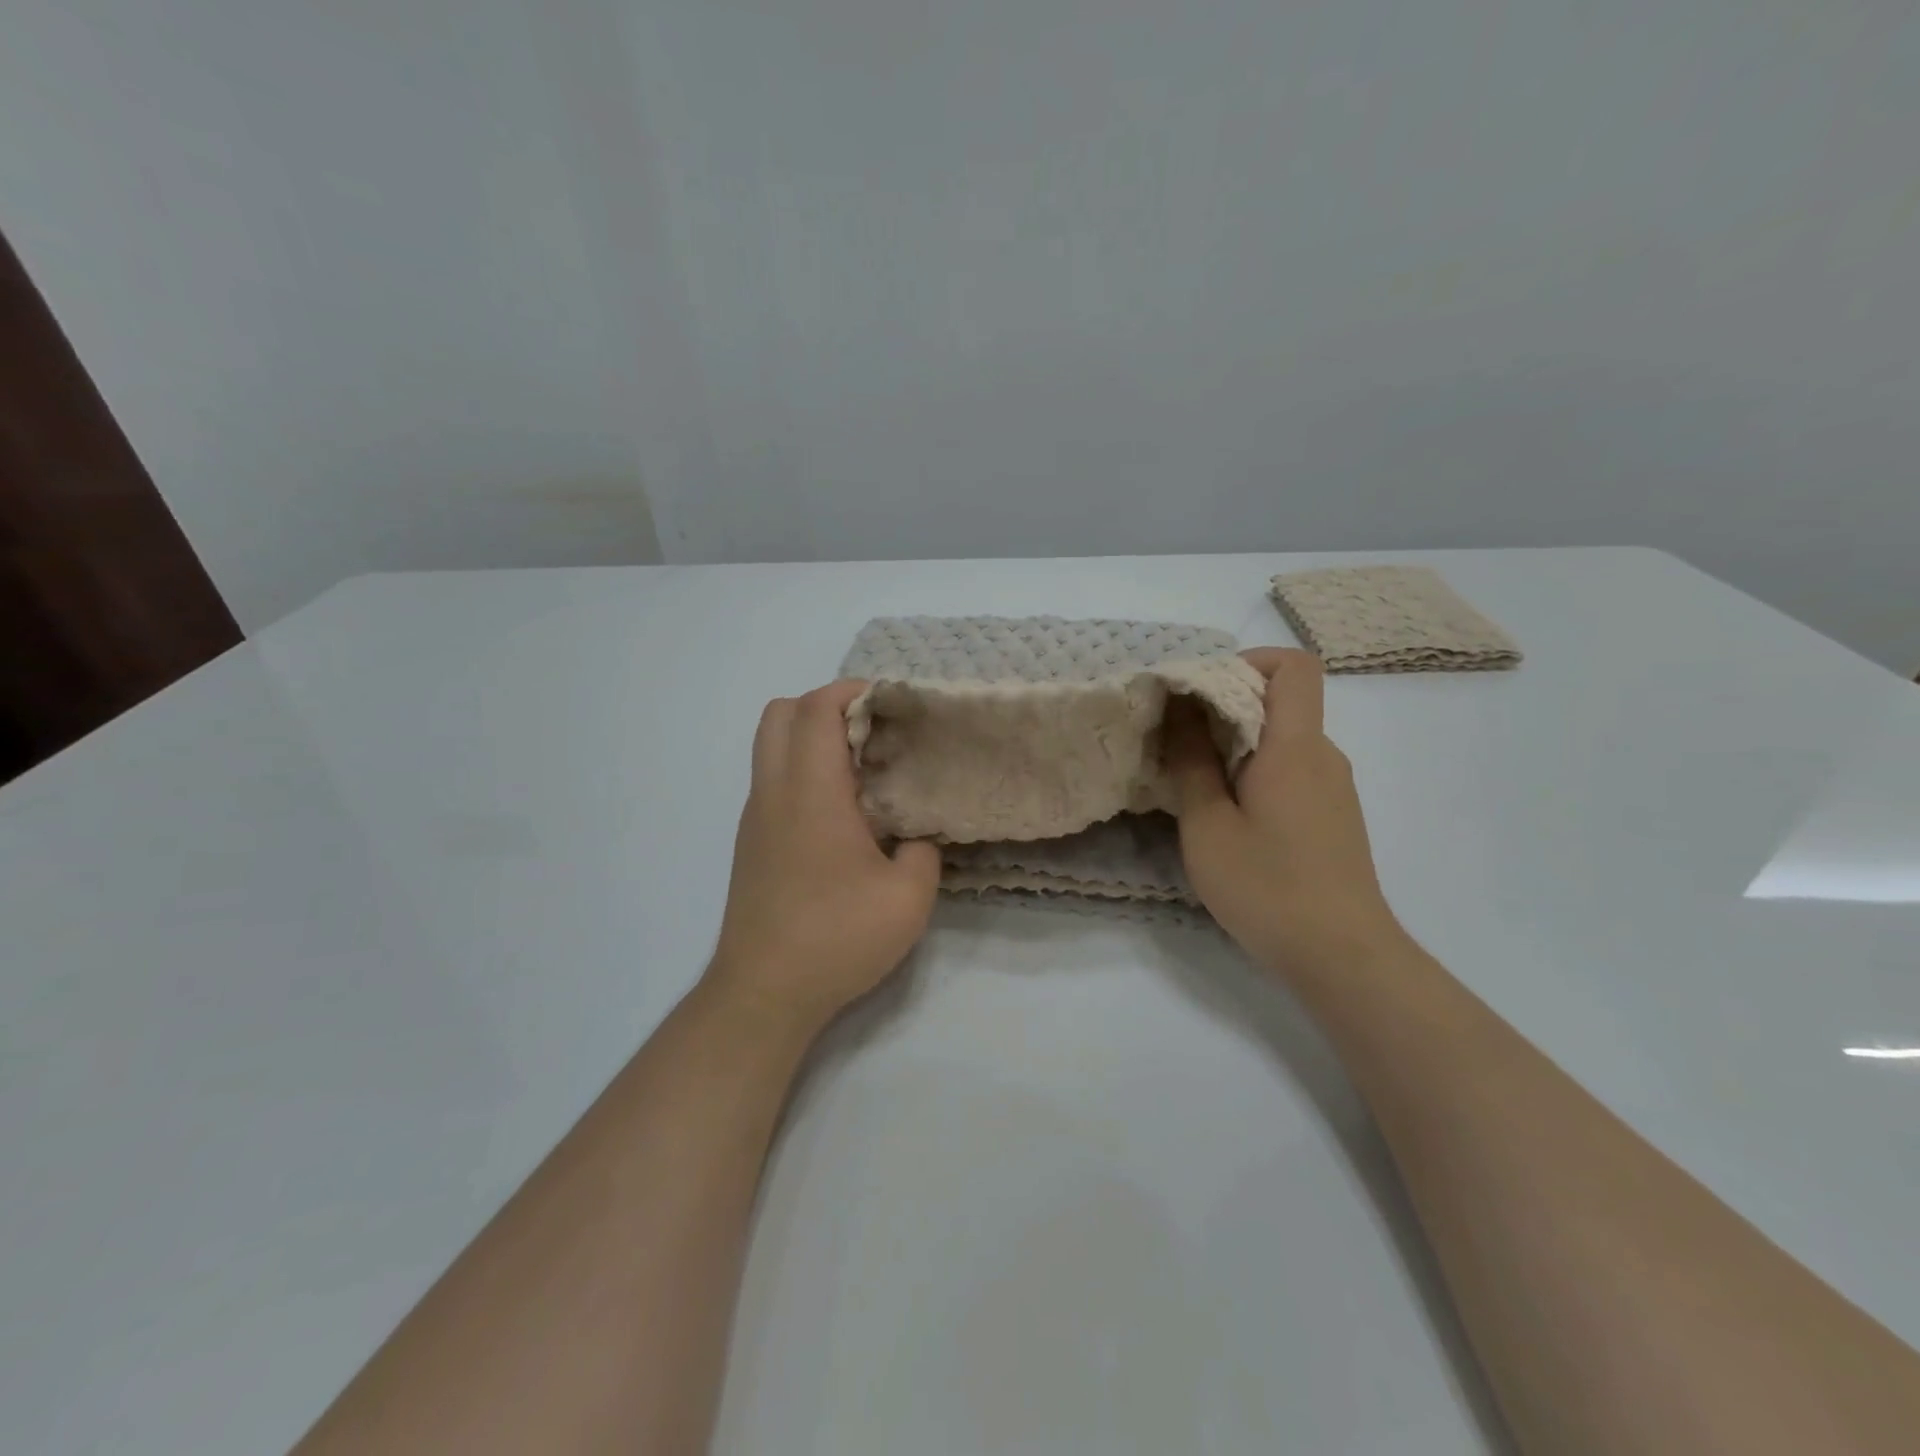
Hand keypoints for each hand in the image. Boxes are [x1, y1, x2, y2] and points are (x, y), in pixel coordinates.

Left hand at [708, 680, 942, 1030]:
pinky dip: (801, 769)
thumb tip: (917, 834)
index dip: (852, 691)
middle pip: (780, 713)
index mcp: (811, 792)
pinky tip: (840, 811)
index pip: (817, 709)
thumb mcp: (909, 897)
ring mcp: (756, 818)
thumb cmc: (837, 938)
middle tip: (871, 729)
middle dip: (825, 704)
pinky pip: (772, 779)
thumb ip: (924, 850)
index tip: (891, 701)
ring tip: (860, 767)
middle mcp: (774, 792)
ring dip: (810, 737)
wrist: (763, 993)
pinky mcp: (751, 842)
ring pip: (769, 746)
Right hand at [1167, 648, 1405, 973]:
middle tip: (1177, 739)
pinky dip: (1255, 772)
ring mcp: (1334, 788)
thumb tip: (1181, 708)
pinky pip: (1292, 770)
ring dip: (1237, 744)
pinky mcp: (1333, 816)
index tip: (1201, 690)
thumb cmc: (1267, 887)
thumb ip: (1191, 761)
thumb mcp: (1208, 825)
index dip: (1247, 661)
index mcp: (1296, 747)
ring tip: (1194, 780)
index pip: (1293, 667)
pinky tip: (1228, 815)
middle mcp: (1324, 756)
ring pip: (1284, 739)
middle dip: (1226, 706)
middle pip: (1283, 701)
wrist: (1343, 956)